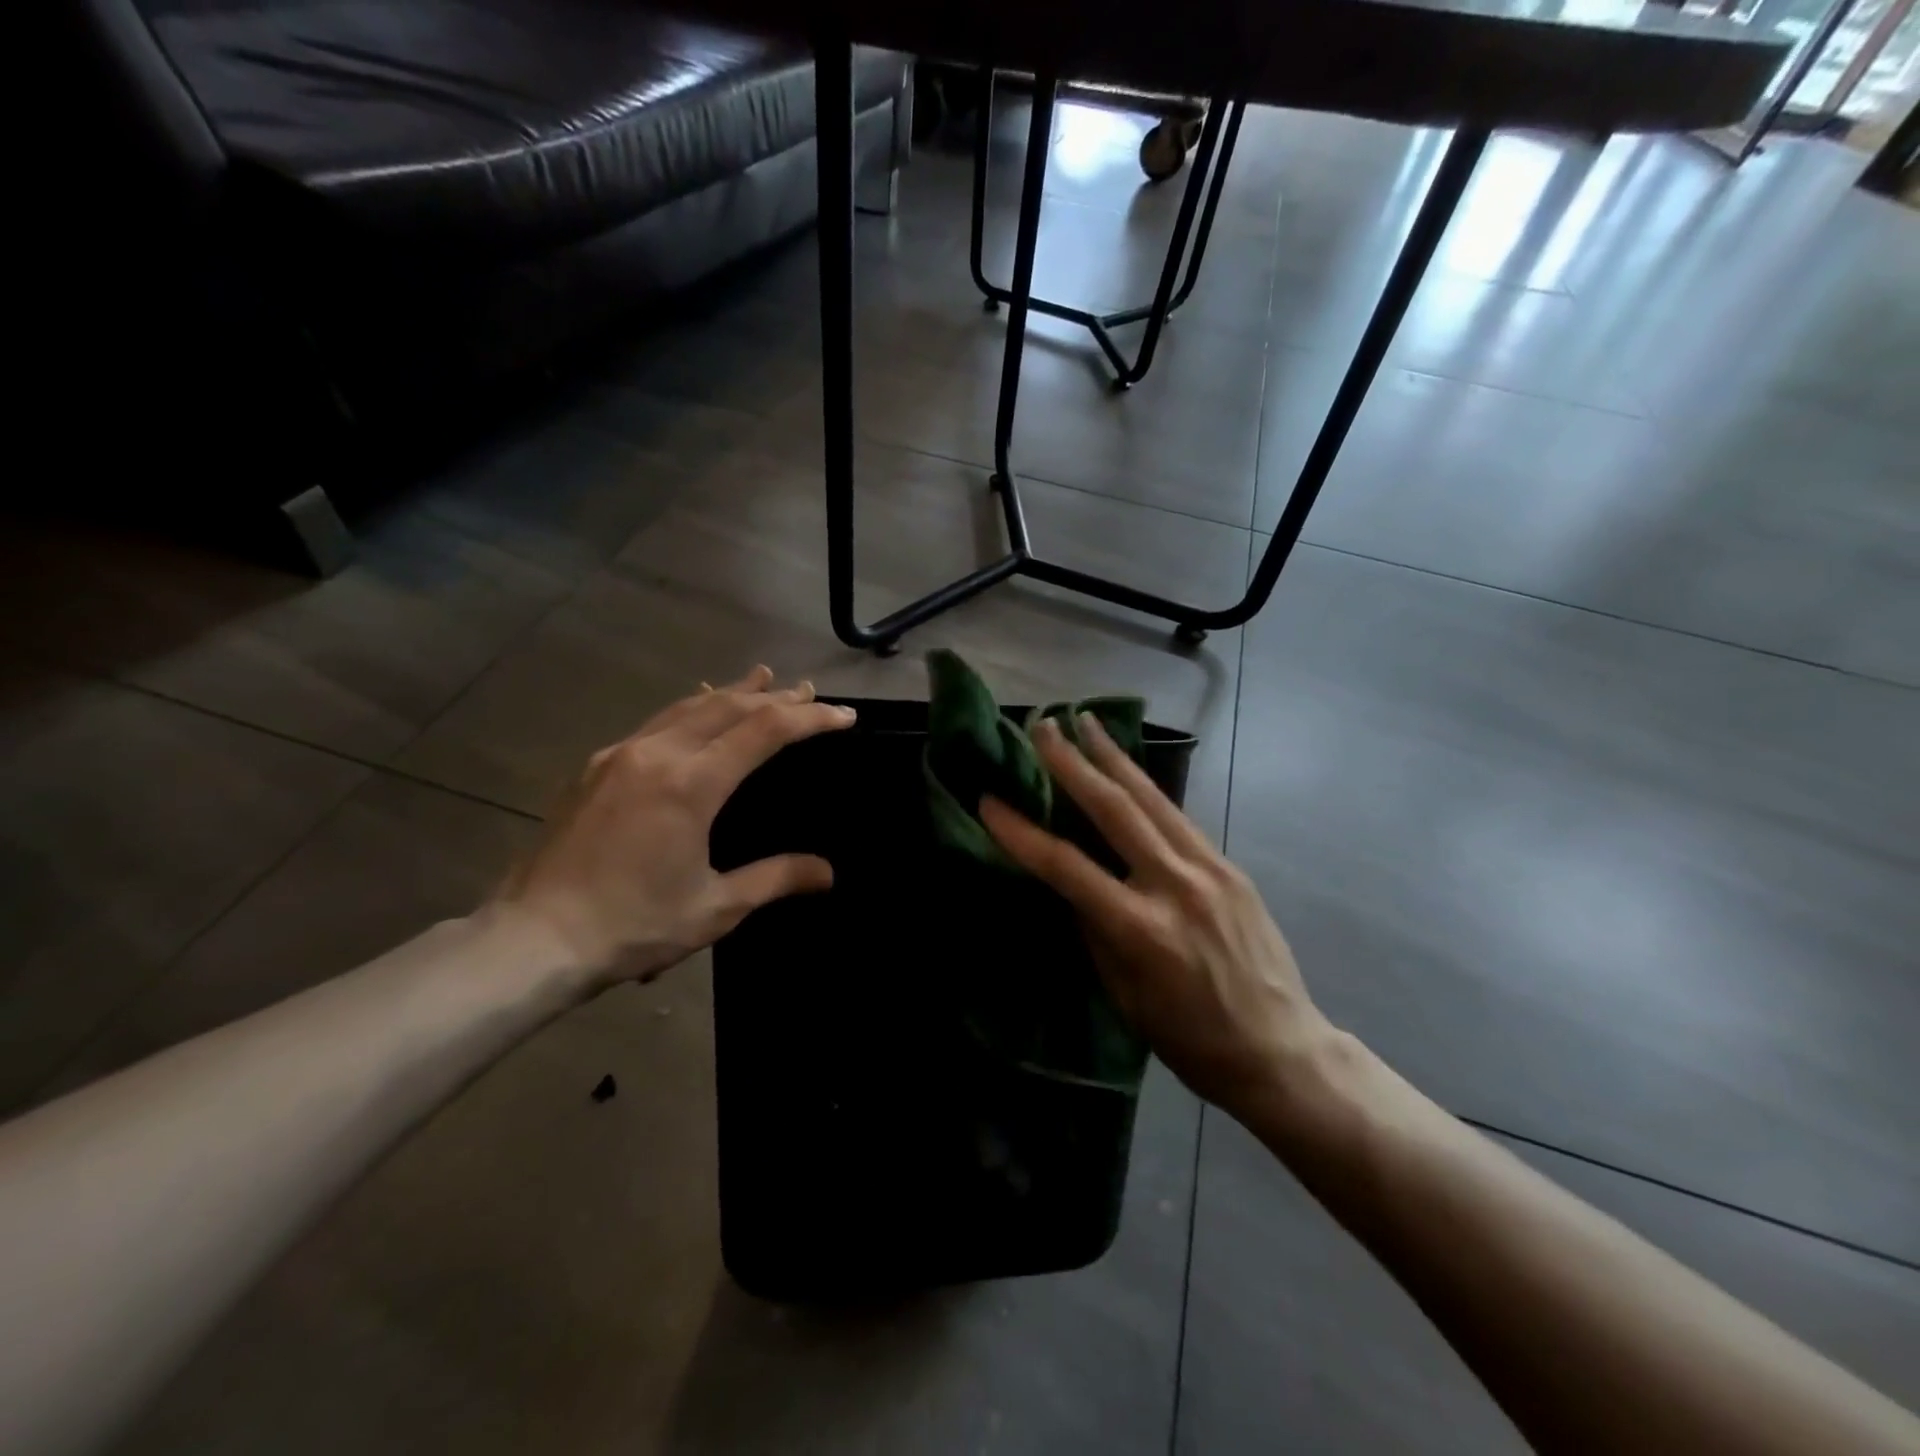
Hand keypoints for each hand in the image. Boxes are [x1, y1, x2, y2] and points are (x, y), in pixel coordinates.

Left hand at [493, 666, 855, 988]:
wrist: (534, 938)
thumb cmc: (633, 925)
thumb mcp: (716, 907)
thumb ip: (775, 879)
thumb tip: (827, 872)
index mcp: (691, 784)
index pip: (764, 732)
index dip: (810, 720)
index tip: (844, 717)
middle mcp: (657, 754)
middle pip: (728, 707)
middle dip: (774, 698)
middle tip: (809, 692)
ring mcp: (621, 755)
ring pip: (688, 706)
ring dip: (731, 692)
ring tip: (761, 678)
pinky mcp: (596, 767)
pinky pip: (655, 722)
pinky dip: (690, 708)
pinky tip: (695, 708)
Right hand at [980, 715, 1338, 1120]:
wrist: (1281, 1049)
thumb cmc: (1190, 1039)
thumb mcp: (1124, 995)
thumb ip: (1094, 930)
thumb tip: (1069, 882)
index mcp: (1141, 929)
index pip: (1067, 867)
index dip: (1022, 832)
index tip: (990, 801)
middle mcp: (1176, 885)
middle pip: (1114, 810)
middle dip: (1073, 763)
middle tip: (1044, 726)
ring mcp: (1210, 869)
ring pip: (1152, 799)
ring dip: (1114, 757)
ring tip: (1087, 721)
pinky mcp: (1230, 866)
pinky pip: (1178, 818)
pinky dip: (1146, 788)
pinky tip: (1128, 770)